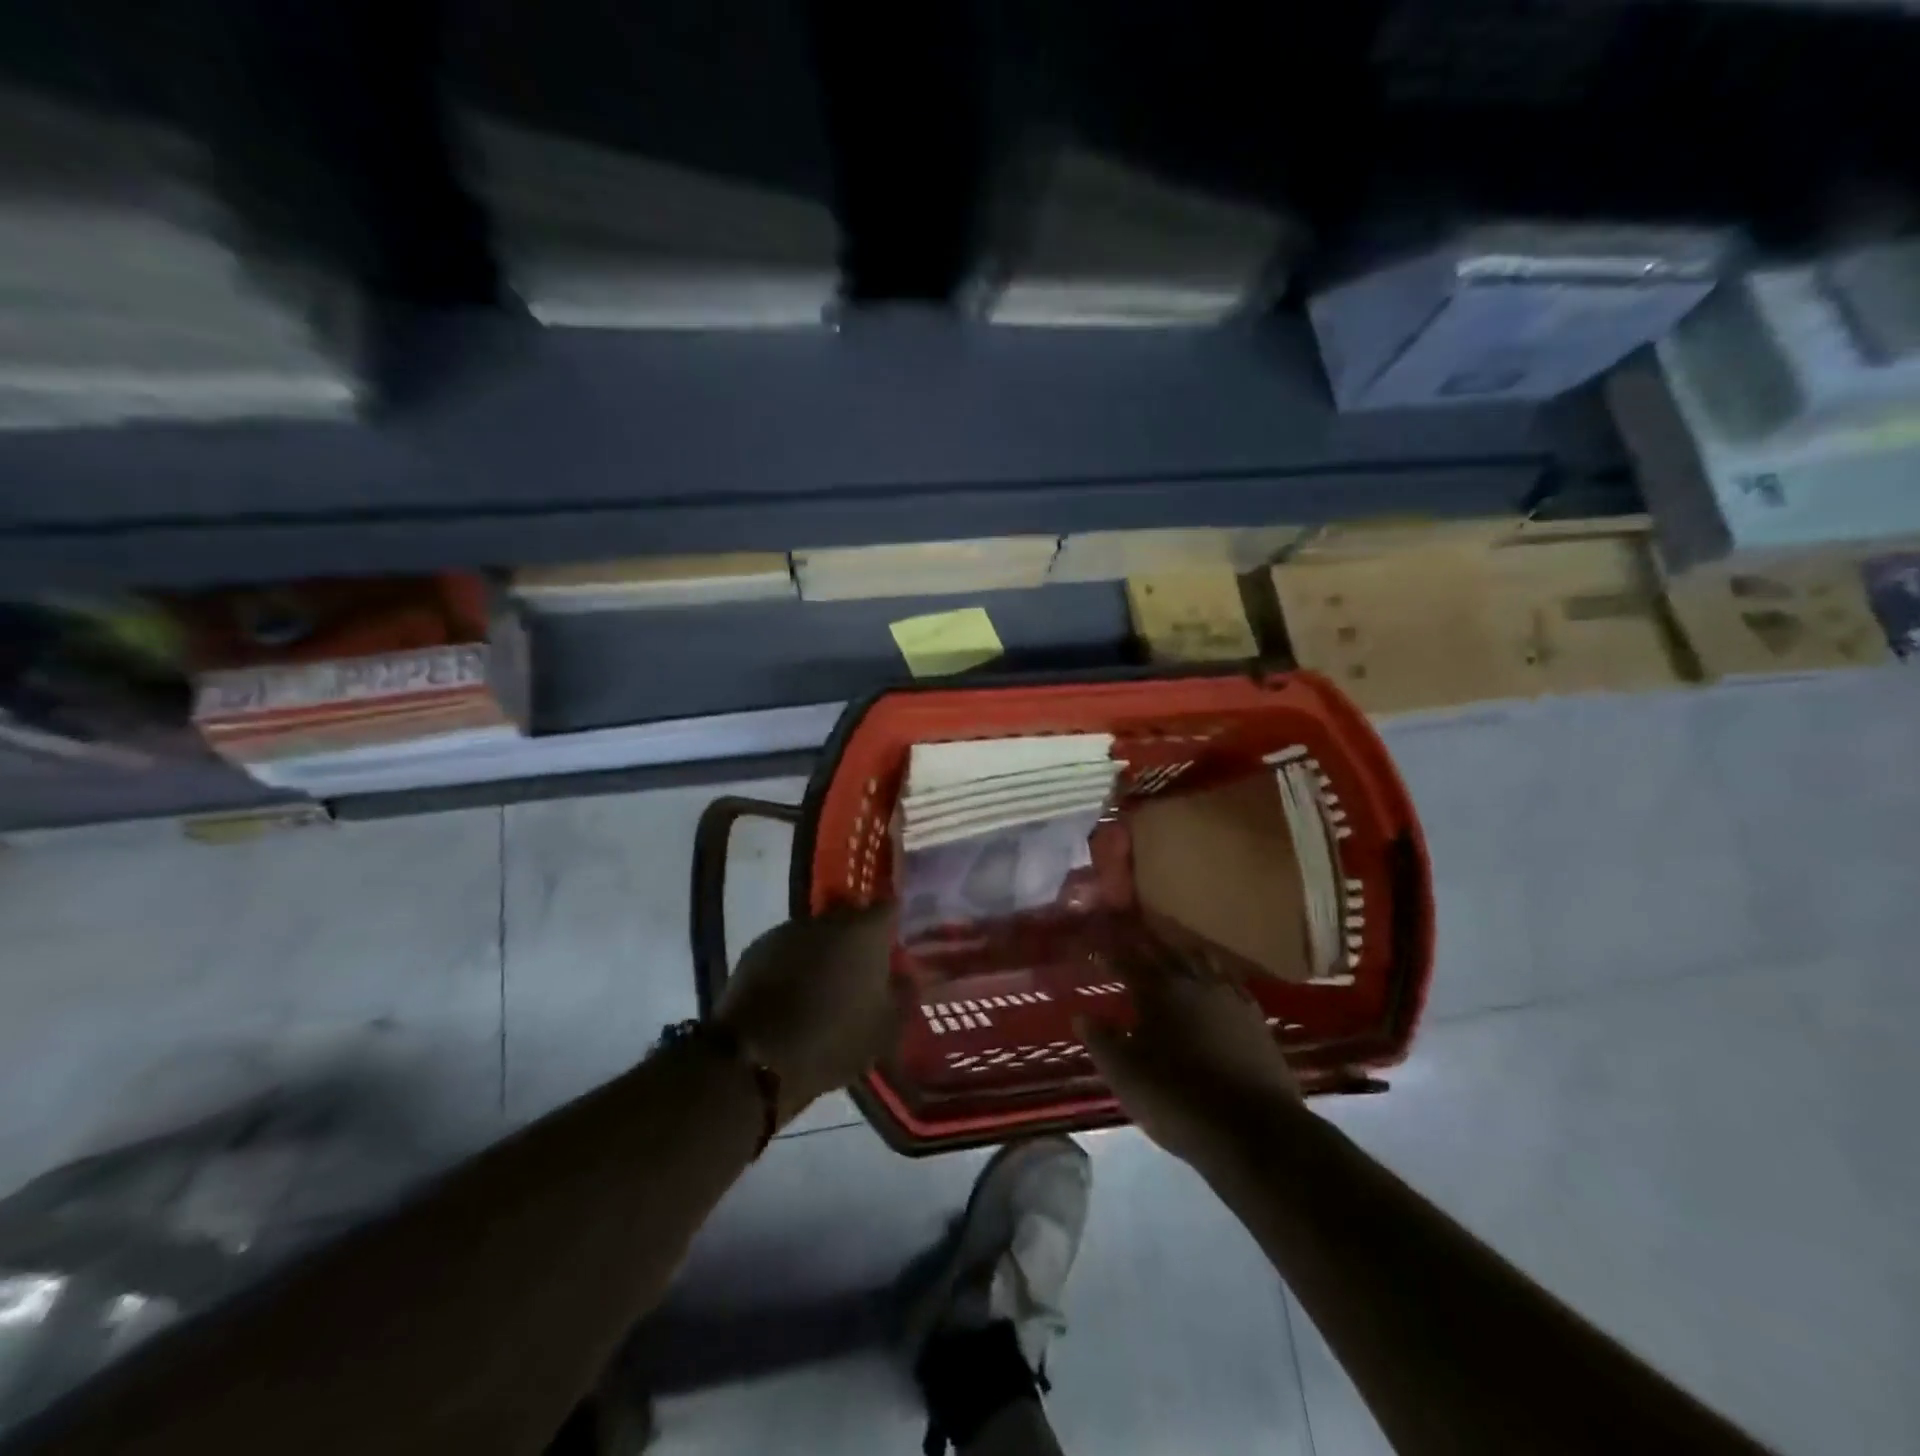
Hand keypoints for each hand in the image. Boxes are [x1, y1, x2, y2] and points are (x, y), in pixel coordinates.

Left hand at [715, 904, 904, 1125]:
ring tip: (827, 984)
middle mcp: (827, 920)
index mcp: (864, 932)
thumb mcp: (885, 1029)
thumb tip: (904, 974)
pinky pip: (789, 950)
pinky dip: (796, 964)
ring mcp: (788, 932)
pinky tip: (795, 993)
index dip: (894, 920)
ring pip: (817, 934)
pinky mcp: (756, 949)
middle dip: (858, 937)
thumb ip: (902, 994)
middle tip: (864, 967)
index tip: (896, 939)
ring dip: (825, 951)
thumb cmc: (832, 1038)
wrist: (753, 1055)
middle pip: (850, 916)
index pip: (888, 906)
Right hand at [1078, 925, 1302, 1166]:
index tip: (1097, 946)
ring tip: (1170, 948)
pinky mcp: (1255, 1018)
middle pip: (1166, 950)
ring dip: (1182, 951)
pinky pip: (1230, 981)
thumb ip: (1101, 1041)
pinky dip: (1215, 973)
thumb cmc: (1177, 1099)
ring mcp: (1228, 997)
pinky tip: (1214, 980)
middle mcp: (1193, 982)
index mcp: (1157, 990)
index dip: (1110, 953)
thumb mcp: (1125, 1074)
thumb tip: (1082, 1015)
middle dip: (1146, 941)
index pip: (1127, 960)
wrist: (1253, 1131)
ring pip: (1201, 960)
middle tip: (1132, 934)